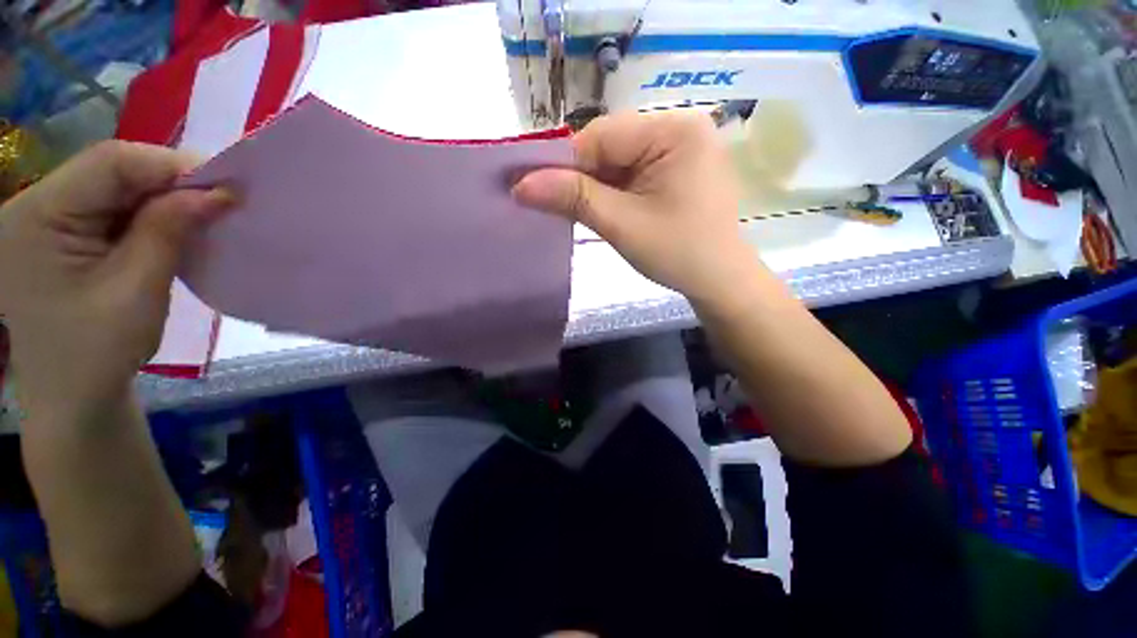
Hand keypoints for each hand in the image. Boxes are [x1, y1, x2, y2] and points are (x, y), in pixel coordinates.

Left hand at [0, 141, 232, 414]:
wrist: (75, 397)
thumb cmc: (99, 353)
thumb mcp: (137, 290)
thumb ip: (168, 231)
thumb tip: (218, 192)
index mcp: (36, 218)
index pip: (109, 163)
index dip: (170, 166)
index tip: (227, 186)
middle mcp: (35, 206)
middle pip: (111, 171)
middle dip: (171, 182)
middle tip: (222, 202)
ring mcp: (46, 220)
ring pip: (116, 187)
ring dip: (164, 199)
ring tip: (203, 216)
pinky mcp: (64, 234)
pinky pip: (113, 207)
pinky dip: (151, 214)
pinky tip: (173, 228)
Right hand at [512, 110, 761, 304]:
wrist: (719, 281)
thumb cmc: (677, 253)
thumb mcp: (622, 225)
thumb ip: (573, 198)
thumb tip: (519, 185)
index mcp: (674, 129)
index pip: (601, 135)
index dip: (564, 163)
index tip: (535, 190)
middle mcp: (680, 127)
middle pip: (610, 145)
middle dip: (582, 178)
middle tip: (559, 208)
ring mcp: (681, 148)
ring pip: (619, 160)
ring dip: (597, 187)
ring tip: (585, 214)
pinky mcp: (678, 168)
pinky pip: (634, 172)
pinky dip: (614, 191)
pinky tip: (608, 211)